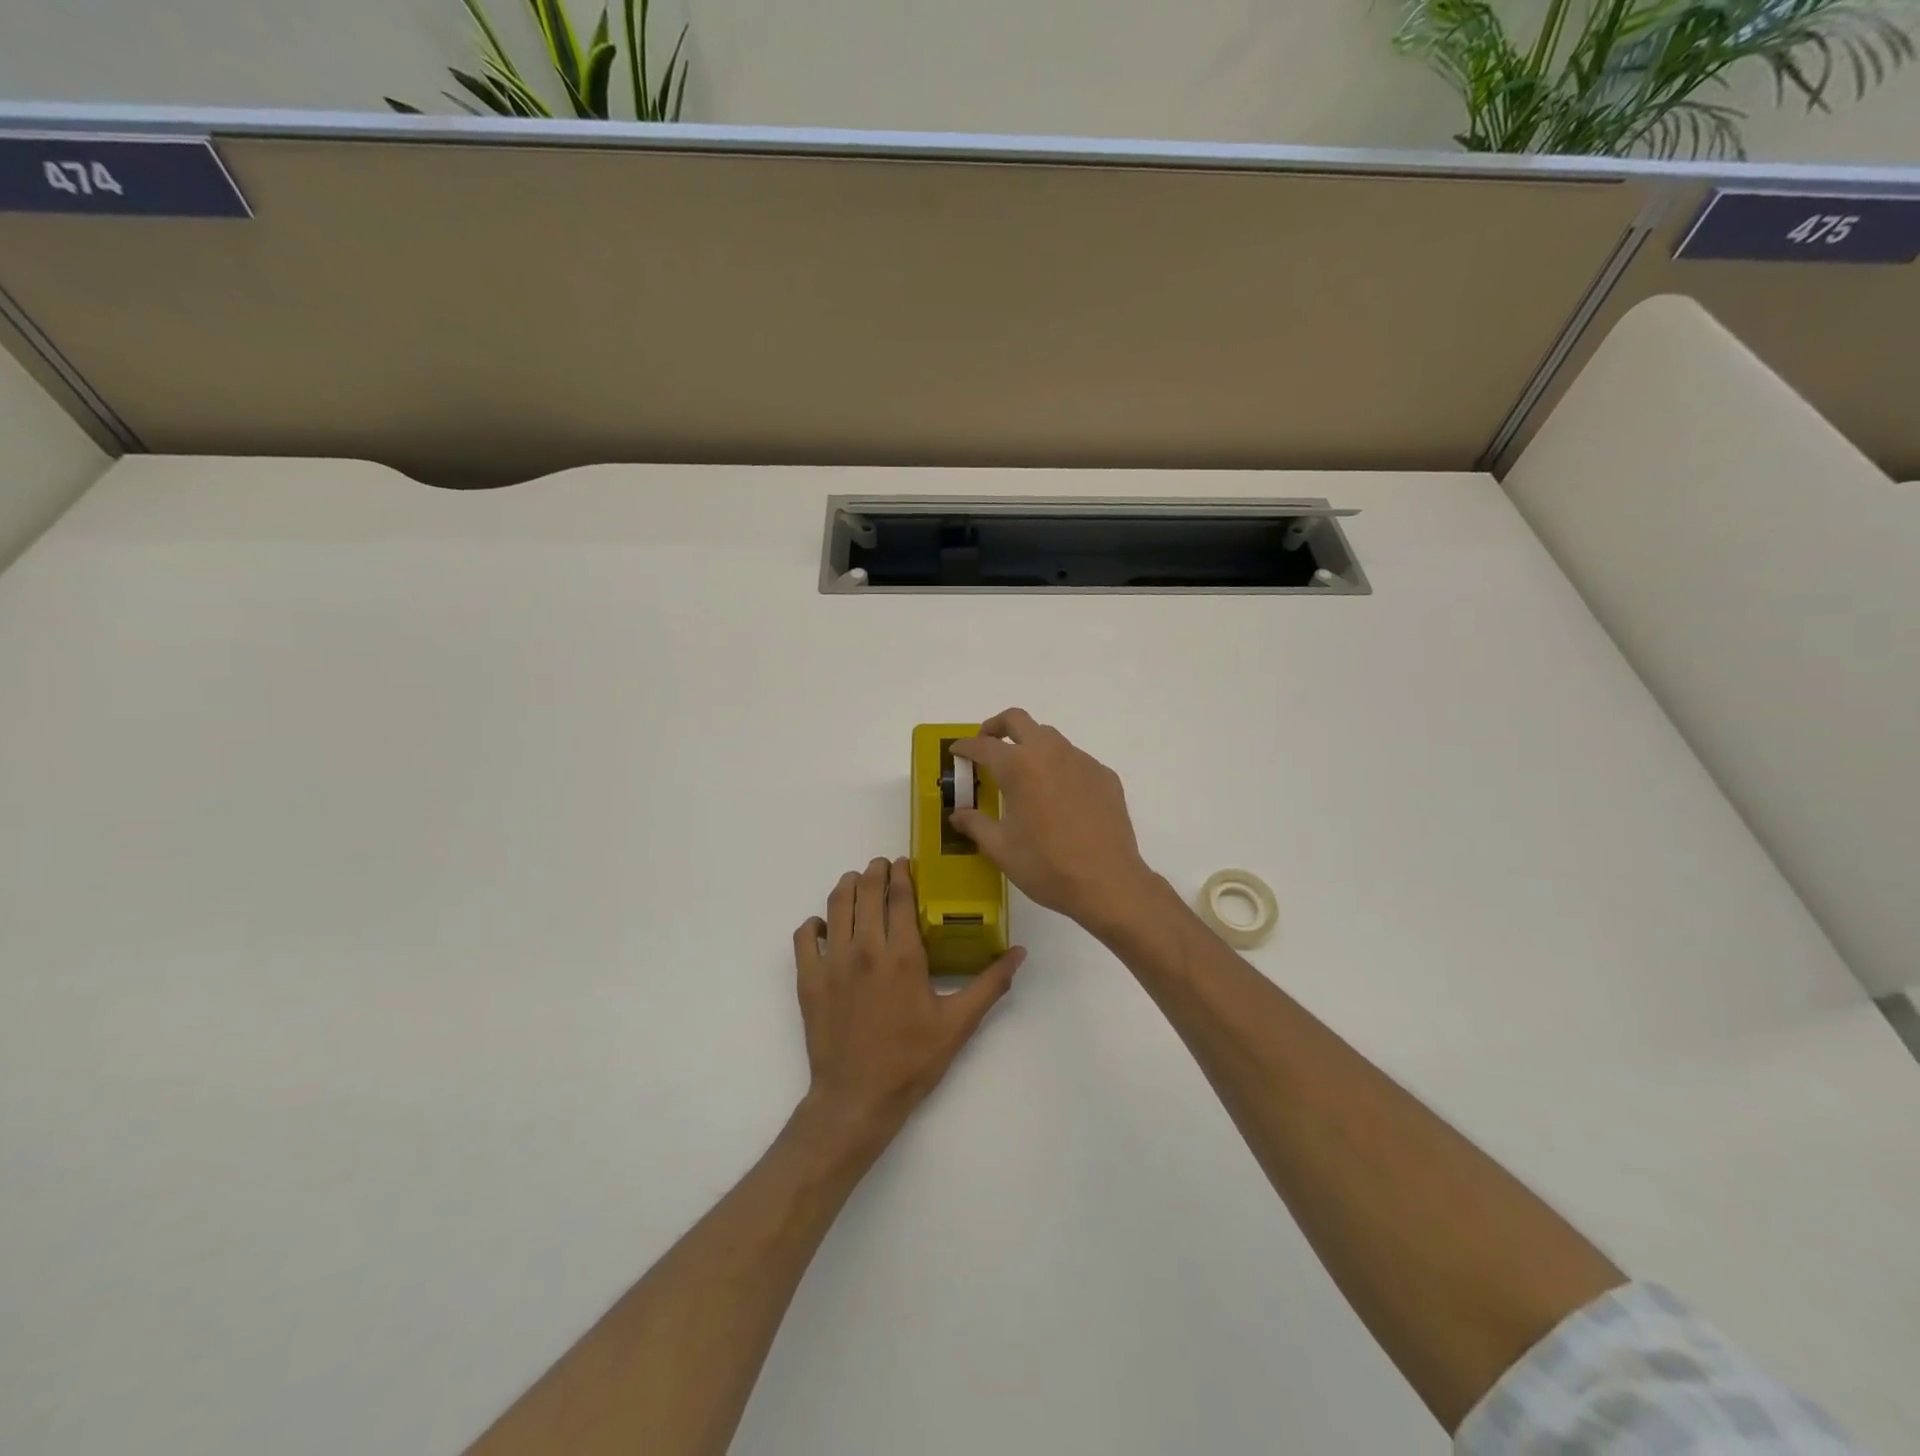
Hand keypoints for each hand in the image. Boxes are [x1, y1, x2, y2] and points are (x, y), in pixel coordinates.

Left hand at [792, 857, 1025, 1146]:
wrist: (857, 1099)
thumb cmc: (911, 1060)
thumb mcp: (958, 1024)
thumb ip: (990, 984)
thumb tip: (1019, 952)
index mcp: (902, 955)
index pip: (899, 897)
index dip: (902, 874)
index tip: (905, 862)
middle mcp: (865, 949)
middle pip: (865, 891)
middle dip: (874, 872)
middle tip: (882, 867)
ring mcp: (832, 963)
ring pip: (835, 906)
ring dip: (846, 887)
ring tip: (856, 882)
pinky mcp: (808, 980)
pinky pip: (804, 937)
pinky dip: (813, 924)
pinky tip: (825, 926)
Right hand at [950, 709, 1157, 934]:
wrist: (1107, 883)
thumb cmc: (1046, 865)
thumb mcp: (1000, 848)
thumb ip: (975, 824)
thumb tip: (957, 814)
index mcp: (1019, 766)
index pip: (983, 745)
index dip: (965, 747)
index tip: (956, 752)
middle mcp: (1050, 753)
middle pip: (1017, 720)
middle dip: (996, 727)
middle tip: (986, 745)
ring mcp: (1082, 761)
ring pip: (1049, 737)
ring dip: (1029, 745)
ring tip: (1022, 773)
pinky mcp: (1104, 775)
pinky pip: (1075, 759)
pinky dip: (1058, 767)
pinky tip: (1058, 797)